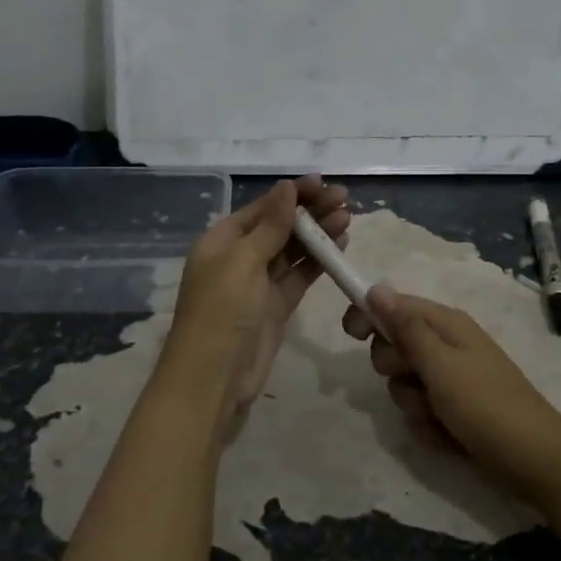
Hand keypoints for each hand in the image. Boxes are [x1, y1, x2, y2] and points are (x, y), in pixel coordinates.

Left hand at [160, 176, 350, 430]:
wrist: (213, 377)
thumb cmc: (221, 311)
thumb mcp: (243, 262)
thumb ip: (270, 227)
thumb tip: (286, 188)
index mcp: (222, 240)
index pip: (263, 208)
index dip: (292, 194)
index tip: (322, 183)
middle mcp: (240, 257)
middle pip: (280, 226)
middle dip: (310, 211)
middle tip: (344, 198)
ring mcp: (259, 282)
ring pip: (293, 250)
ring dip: (318, 233)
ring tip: (347, 216)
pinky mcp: (276, 305)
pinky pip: (300, 275)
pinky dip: (319, 260)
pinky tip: (340, 243)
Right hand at [343, 287, 560, 506]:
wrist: (535, 463)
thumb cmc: (487, 406)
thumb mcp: (441, 365)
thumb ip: (406, 328)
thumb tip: (376, 288)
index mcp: (445, 325)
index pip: (393, 305)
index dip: (369, 314)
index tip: (351, 334)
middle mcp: (445, 346)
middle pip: (393, 345)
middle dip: (394, 367)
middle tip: (416, 380)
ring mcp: (449, 380)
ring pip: (402, 383)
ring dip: (412, 403)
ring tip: (439, 416)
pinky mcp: (452, 410)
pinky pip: (419, 410)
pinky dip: (427, 425)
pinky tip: (448, 436)